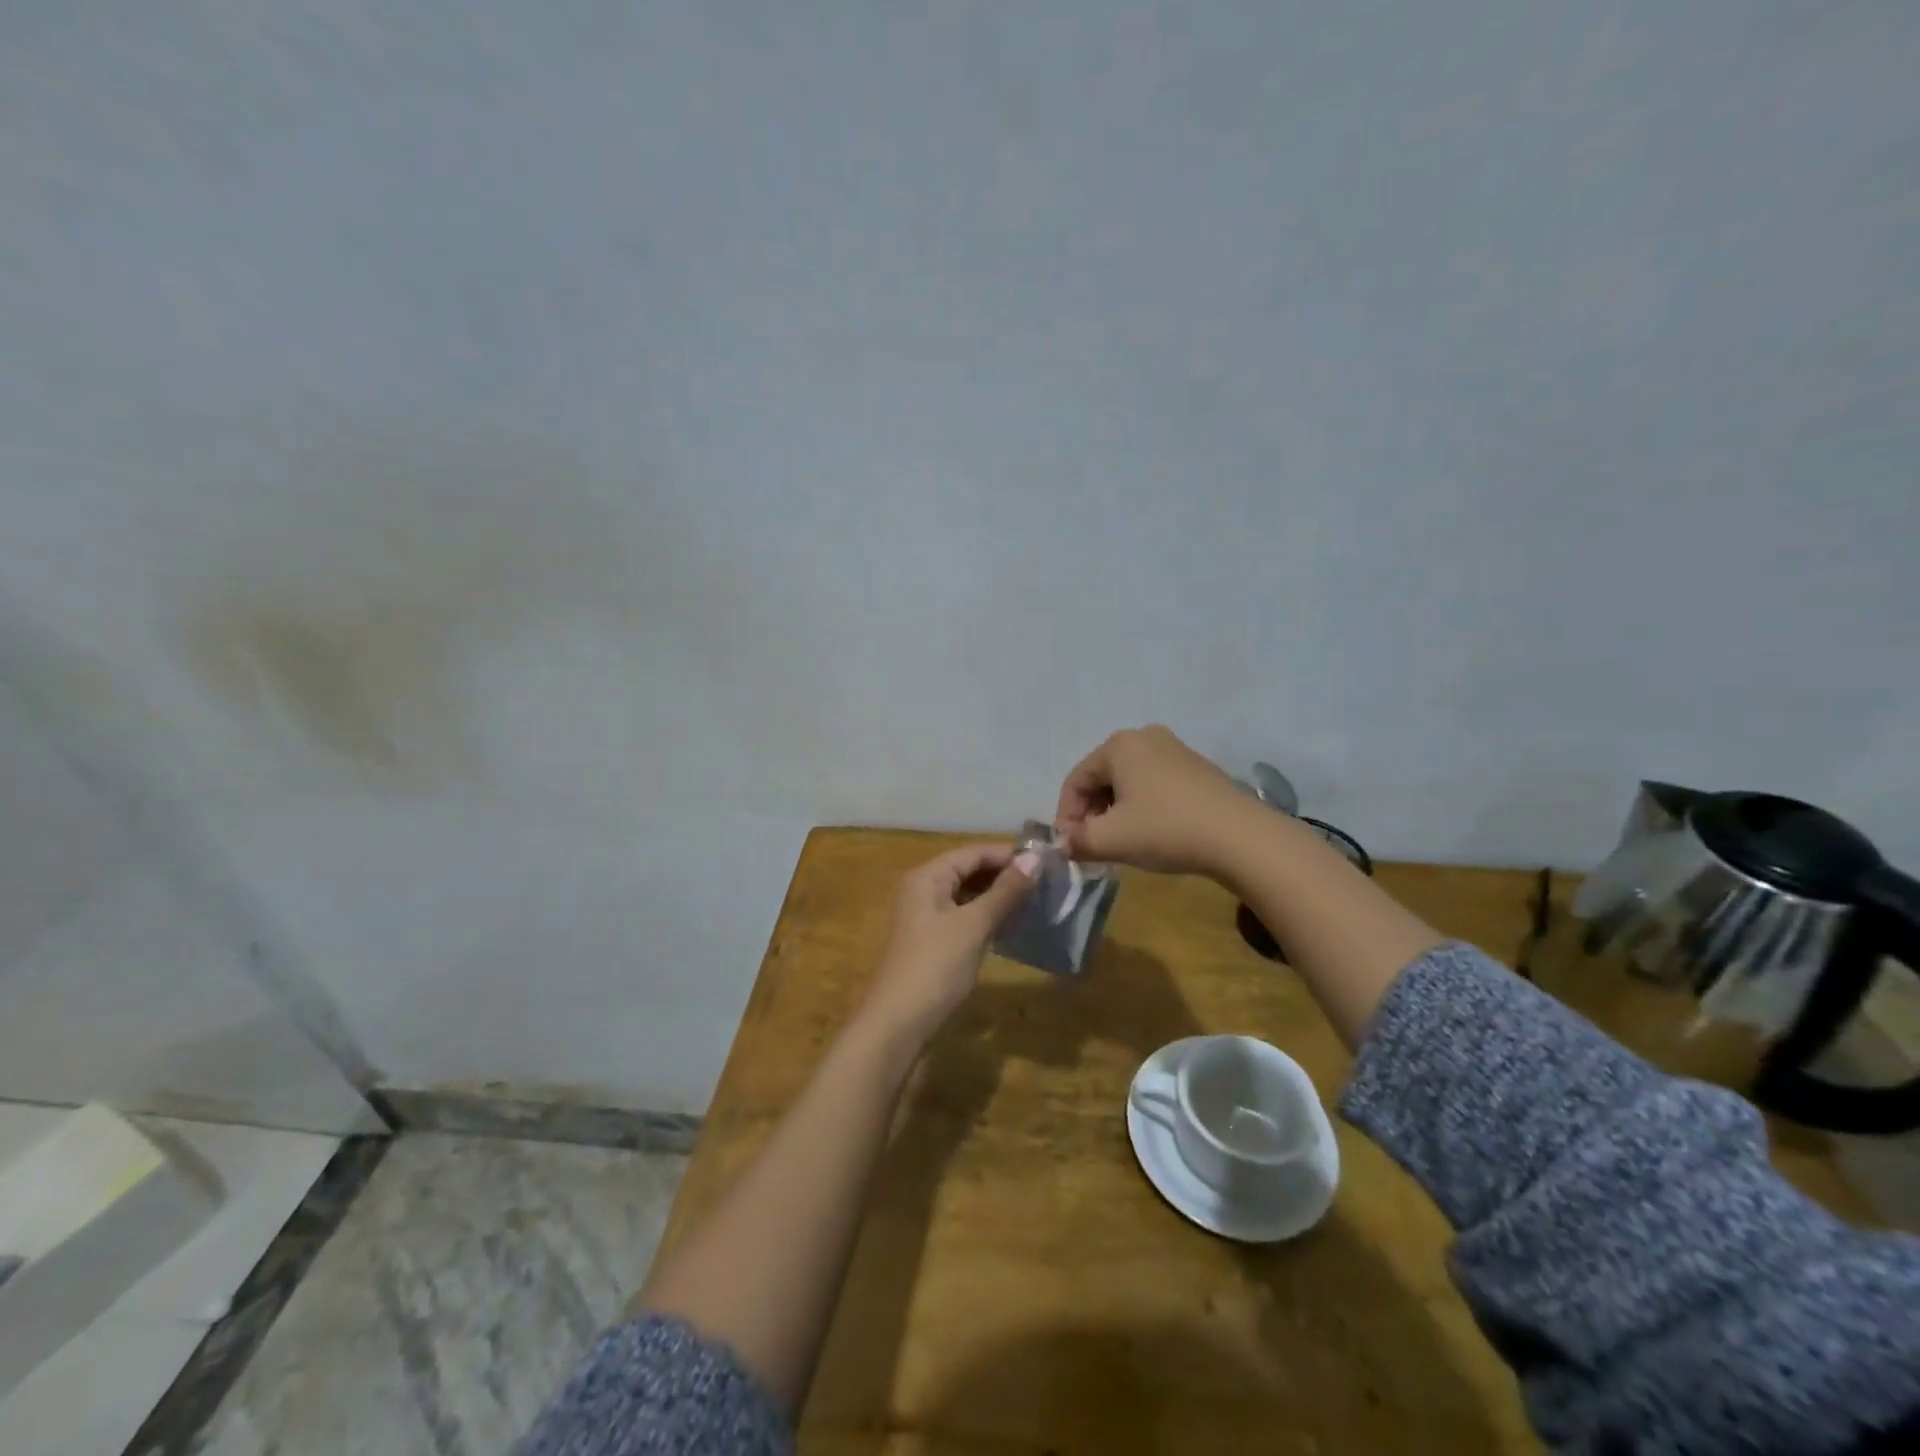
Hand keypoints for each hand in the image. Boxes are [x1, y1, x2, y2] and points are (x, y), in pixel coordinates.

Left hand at [860, 842, 1037, 1044]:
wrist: (899, 1023)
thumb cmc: (936, 966)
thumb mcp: (974, 925)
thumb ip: (1005, 891)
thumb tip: (1035, 858)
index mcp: (928, 876)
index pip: (973, 852)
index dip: (1008, 854)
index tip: (1046, 861)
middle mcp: (923, 888)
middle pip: (969, 869)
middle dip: (1004, 874)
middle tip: (1045, 881)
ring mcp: (925, 915)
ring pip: (967, 893)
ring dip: (997, 895)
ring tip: (1034, 900)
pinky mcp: (931, 940)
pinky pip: (963, 914)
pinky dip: (986, 915)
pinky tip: (1010, 924)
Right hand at [1054, 724, 1251, 876]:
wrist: (1240, 837)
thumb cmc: (1166, 829)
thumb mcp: (1112, 840)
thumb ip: (1078, 841)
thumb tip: (1063, 845)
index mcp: (1118, 746)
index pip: (1076, 780)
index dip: (1066, 815)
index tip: (1070, 847)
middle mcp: (1144, 737)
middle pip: (1102, 778)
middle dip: (1092, 813)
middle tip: (1093, 846)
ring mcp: (1175, 750)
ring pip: (1128, 782)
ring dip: (1116, 812)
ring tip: (1120, 843)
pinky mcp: (1197, 768)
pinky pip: (1154, 784)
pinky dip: (1142, 807)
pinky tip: (1150, 833)